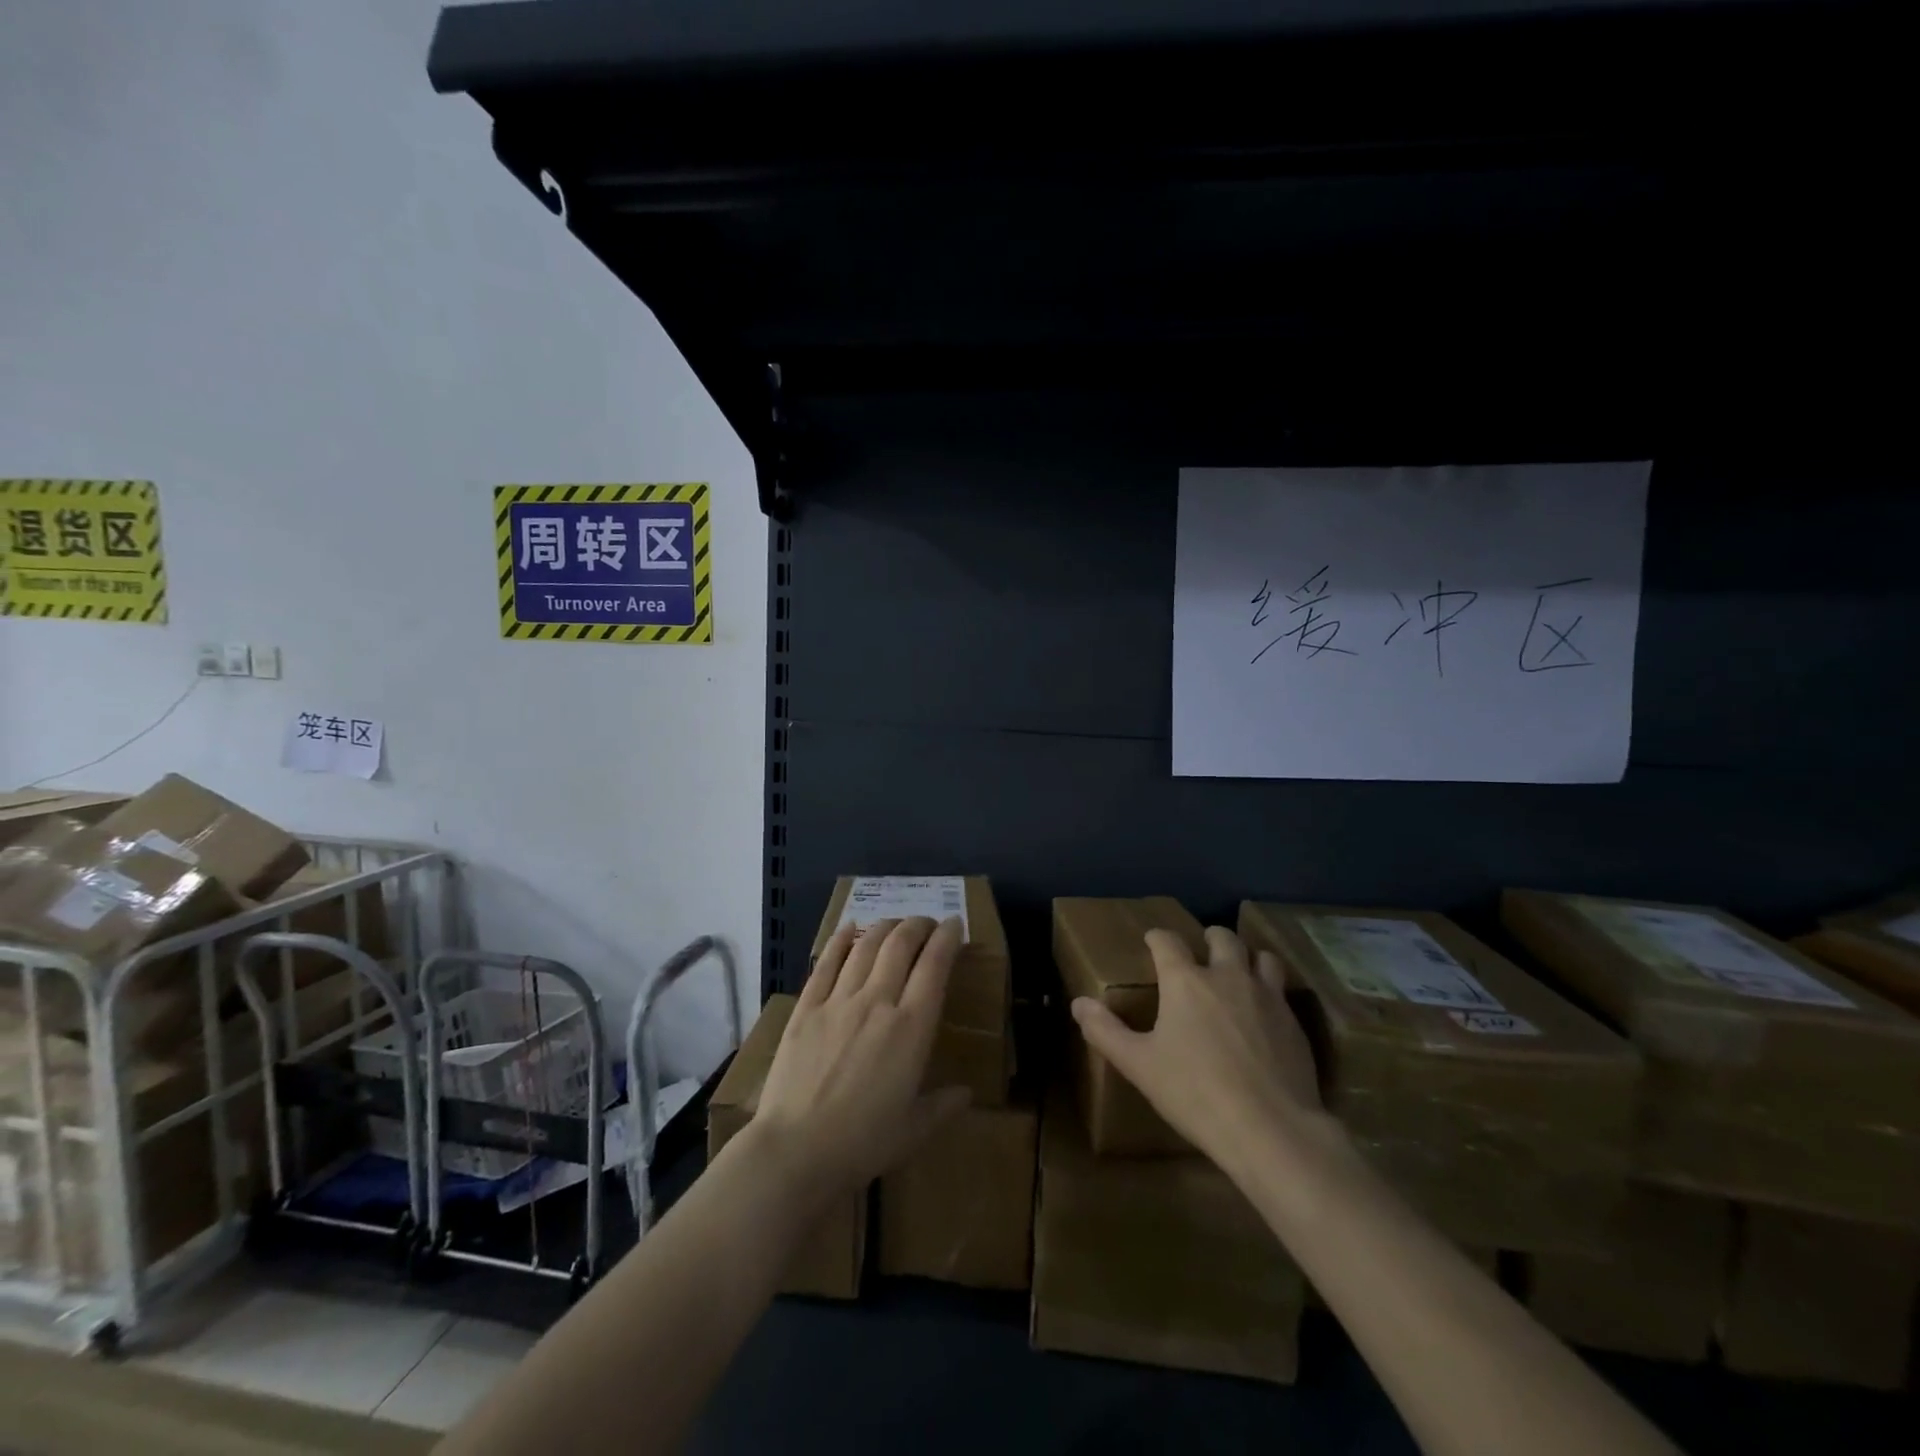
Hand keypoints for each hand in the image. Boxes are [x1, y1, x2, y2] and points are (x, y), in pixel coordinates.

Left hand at [751, 916, 971, 1199]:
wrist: (796, 1150)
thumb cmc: (863, 1143)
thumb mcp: (914, 1129)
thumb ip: (943, 1105)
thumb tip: (967, 1093)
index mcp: (911, 1028)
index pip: (935, 965)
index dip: (946, 938)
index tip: (953, 924)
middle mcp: (878, 1002)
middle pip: (900, 944)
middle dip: (917, 925)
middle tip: (926, 923)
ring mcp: (839, 1001)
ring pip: (866, 946)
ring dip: (884, 927)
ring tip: (894, 924)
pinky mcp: (806, 1008)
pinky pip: (826, 962)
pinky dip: (840, 940)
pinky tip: (849, 928)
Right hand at [1071, 927, 1325, 1171]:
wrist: (1271, 1129)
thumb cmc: (1195, 1093)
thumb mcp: (1139, 1066)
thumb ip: (1105, 1032)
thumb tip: (1078, 1003)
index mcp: (1185, 981)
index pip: (1167, 941)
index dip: (1157, 937)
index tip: (1151, 941)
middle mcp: (1227, 976)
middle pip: (1222, 937)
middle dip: (1209, 939)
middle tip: (1201, 953)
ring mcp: (1266, 996)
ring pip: (1261, 956)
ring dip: (1248, 957)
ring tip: (1240, 973)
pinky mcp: (1294, 1021)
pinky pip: (1282, 990)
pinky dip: (1270, 990)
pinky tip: (1264, 1014)